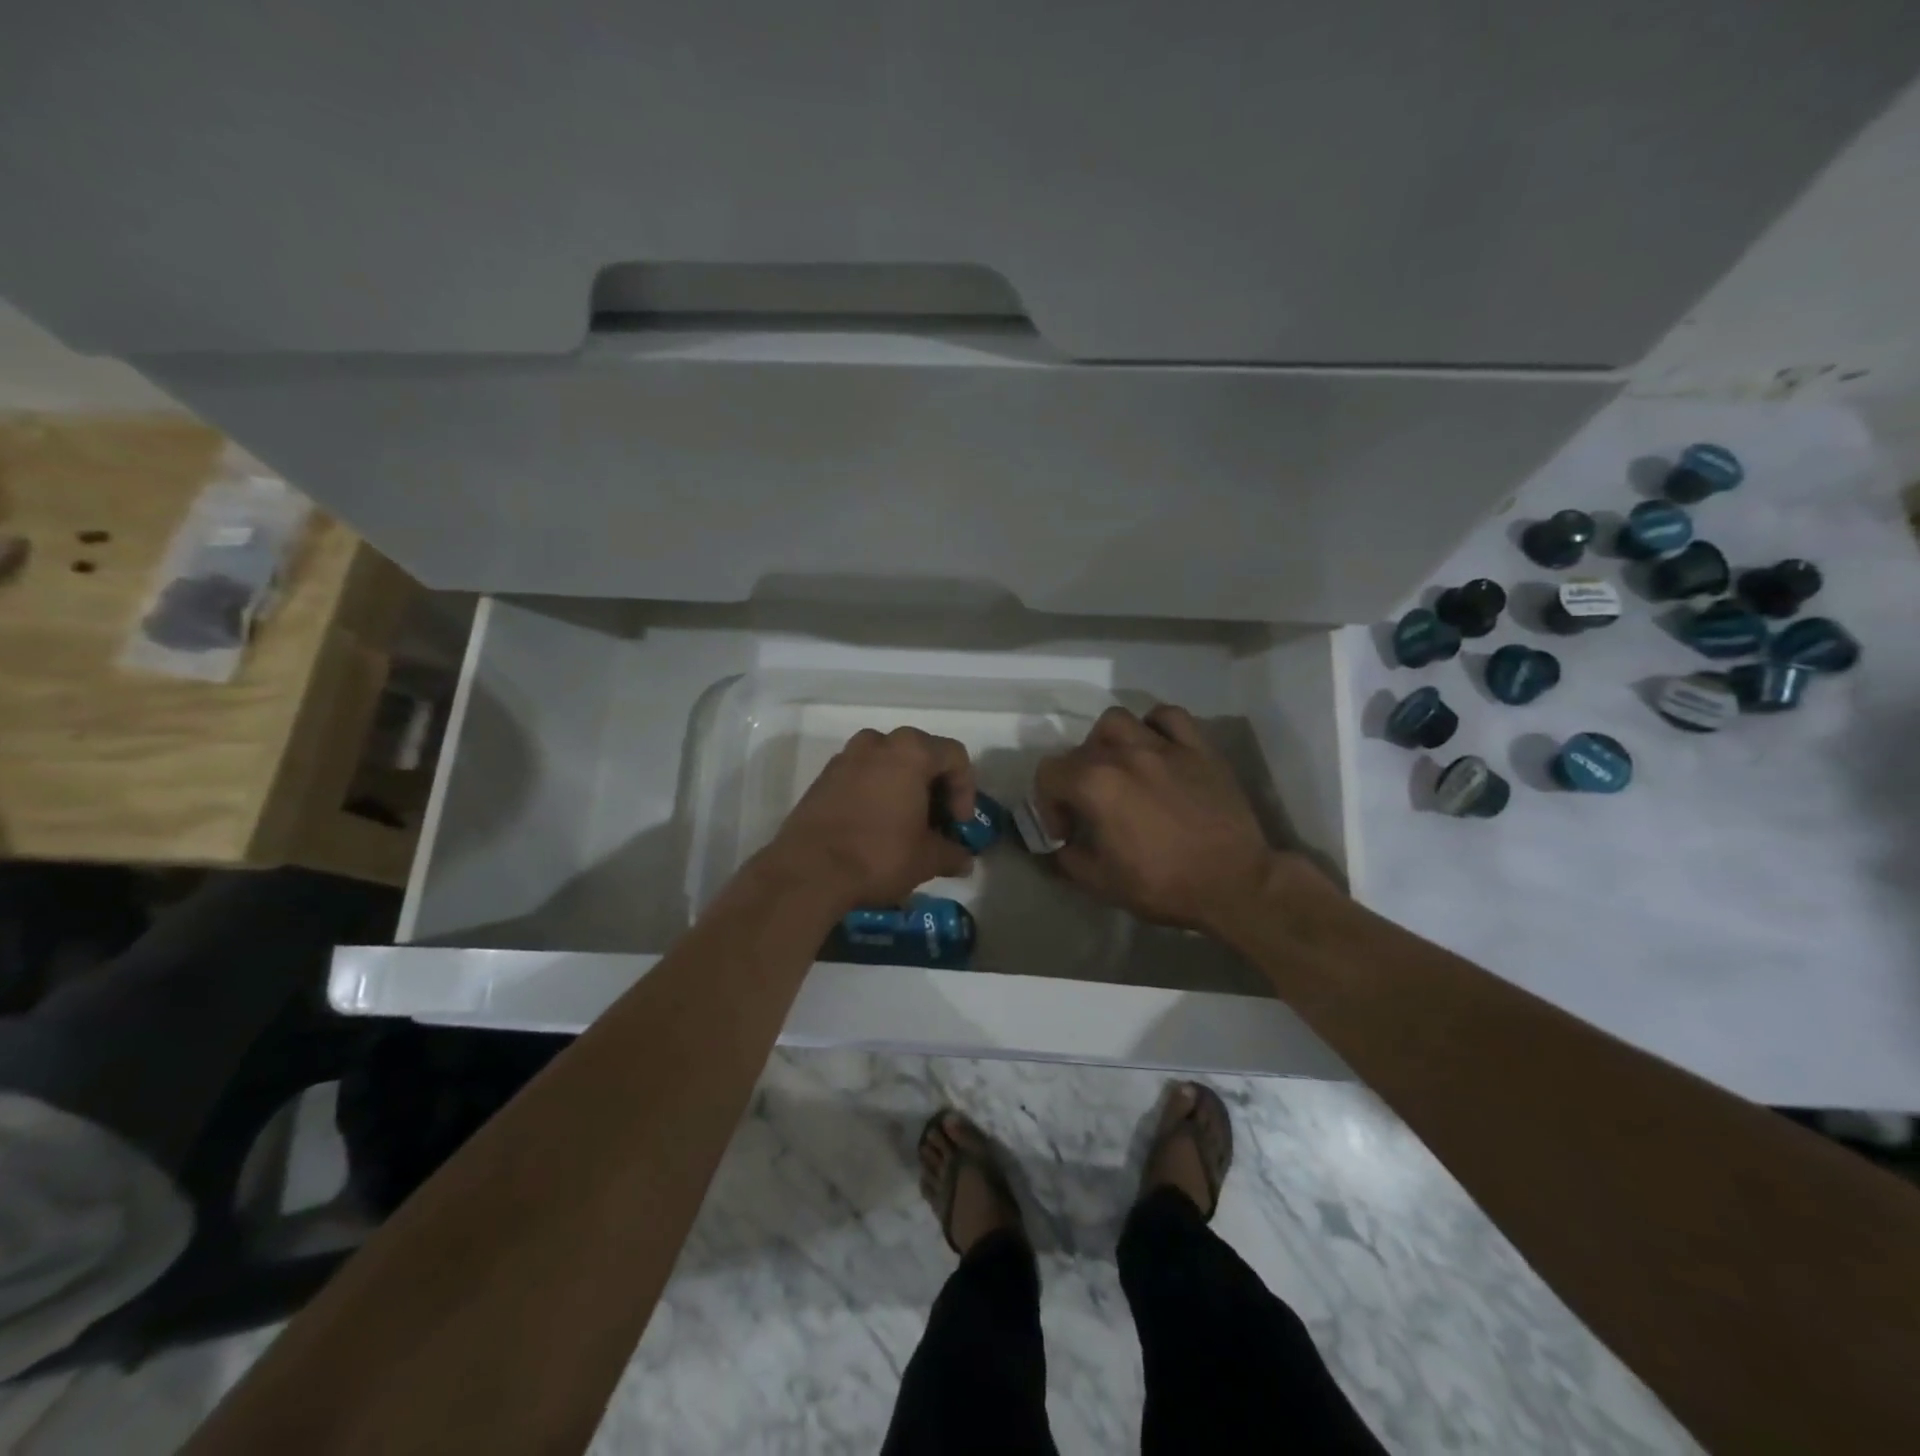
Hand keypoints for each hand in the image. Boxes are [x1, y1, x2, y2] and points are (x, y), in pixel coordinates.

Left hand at [761, 727, 976, 912]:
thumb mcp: (926, 859)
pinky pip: (862, 775)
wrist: (808, 872)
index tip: (959, 824)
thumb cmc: (878, 855)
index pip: (955, 756)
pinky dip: (876, 792)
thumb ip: (952, 853)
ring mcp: (846, 757)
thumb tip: (964, 860)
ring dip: (904, 787)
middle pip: (920, 754)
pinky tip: (877, 826)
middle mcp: (877, 743)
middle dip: (935, 787)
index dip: (965, 790)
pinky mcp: (823, 777)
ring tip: (907, 824)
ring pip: (888, 763)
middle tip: (937, 822)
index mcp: (910, 751)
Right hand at [1033, 704, 1282, 936]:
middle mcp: (1125, 754)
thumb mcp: (1101, 884)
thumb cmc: (1164, 885)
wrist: (1234, 884)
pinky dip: (1154, 726)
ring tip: (1117, 767)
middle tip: (1089, 809)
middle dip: (1074, 780)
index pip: (1048, 773)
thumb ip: (1068, 860)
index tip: (1065, 833)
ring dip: (1107, 742)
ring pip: (1118, 721)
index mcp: (1095, 784)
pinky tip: (1156, 748)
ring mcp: (1164, 746)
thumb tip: (1061, 847)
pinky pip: (1169, 717)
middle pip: (1080, 749)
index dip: (1047, 804)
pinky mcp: (1199, 748)